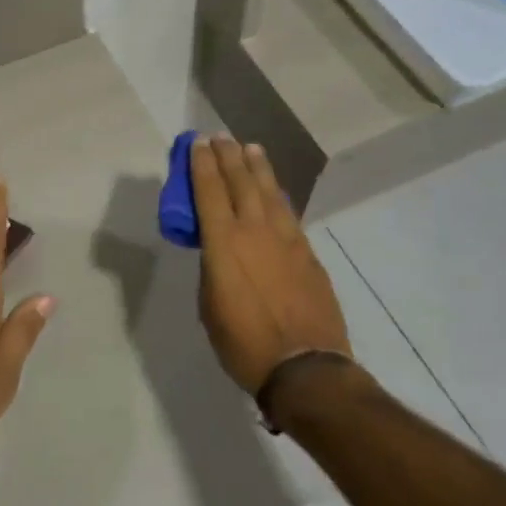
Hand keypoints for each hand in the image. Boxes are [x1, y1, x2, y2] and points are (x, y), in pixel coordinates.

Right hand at [190, 137, 353, 395]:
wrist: (305, 368)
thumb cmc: (244, 342)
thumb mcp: (210, 305)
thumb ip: (212, 268)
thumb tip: (219, 252)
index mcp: (223, 243)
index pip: (209, 191)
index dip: (202, 164)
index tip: (198, 143)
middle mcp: (255, 230)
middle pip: (240, 181)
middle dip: (228, 156)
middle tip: (221, 137)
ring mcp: (286, 239)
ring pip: (269, 192)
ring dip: (258, 167)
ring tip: (250, 149)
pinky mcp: (307, 253)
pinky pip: (288, 213)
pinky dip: (277, 195)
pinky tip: (275, 190)